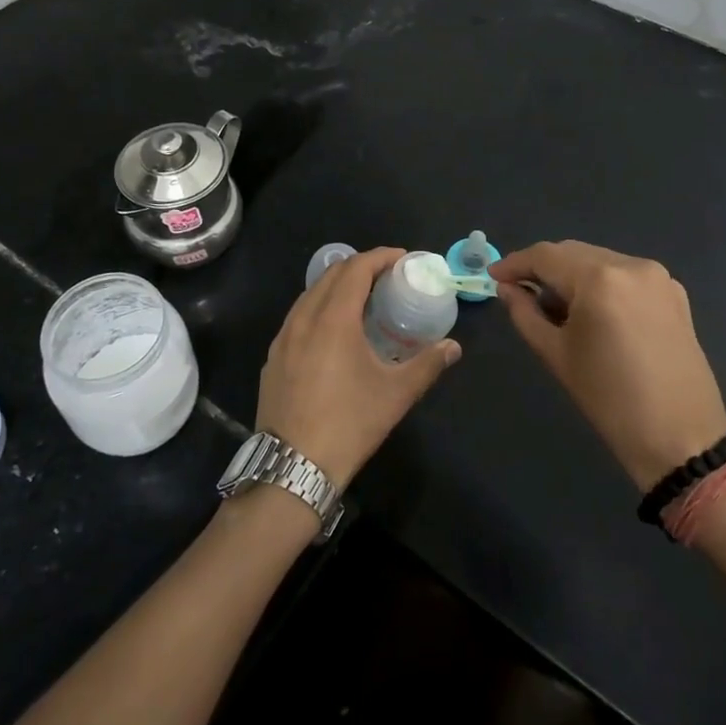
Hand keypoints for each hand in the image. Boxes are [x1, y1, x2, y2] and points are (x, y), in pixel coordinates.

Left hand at [256, 246, 460, 488]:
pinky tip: (331, 331)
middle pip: (331, 274)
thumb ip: (428, 364)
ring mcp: (283, 338)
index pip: (356, 269)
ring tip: (362, 300)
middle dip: (360, 267)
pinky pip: (297, 317)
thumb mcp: (395, 394)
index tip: (402, 259)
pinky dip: (318, 308)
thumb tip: (453, 347)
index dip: (380, 257)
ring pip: (310, 294)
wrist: (293, 467)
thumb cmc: (349, 424)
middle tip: (387, 277)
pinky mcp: (272, 357)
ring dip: (337, 286)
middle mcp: (304, 318)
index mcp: (333, 319)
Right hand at [491, 241, 725, 492]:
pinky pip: (624, 275)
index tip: (493, 277)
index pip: (545, 256)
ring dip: (571, 275)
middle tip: (517, 291)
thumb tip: (507, 288)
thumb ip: (525, 313)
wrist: (683, 440)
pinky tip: (590, 311)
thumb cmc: (610, 401)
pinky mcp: (673, 293)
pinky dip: (600, 284)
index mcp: (600, 279)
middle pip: (573, 252)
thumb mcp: (557, 355)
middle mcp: (631, 265)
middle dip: (542, 268)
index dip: (515, 264)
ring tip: (553, 305)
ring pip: (599, 260)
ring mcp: (657, 277)